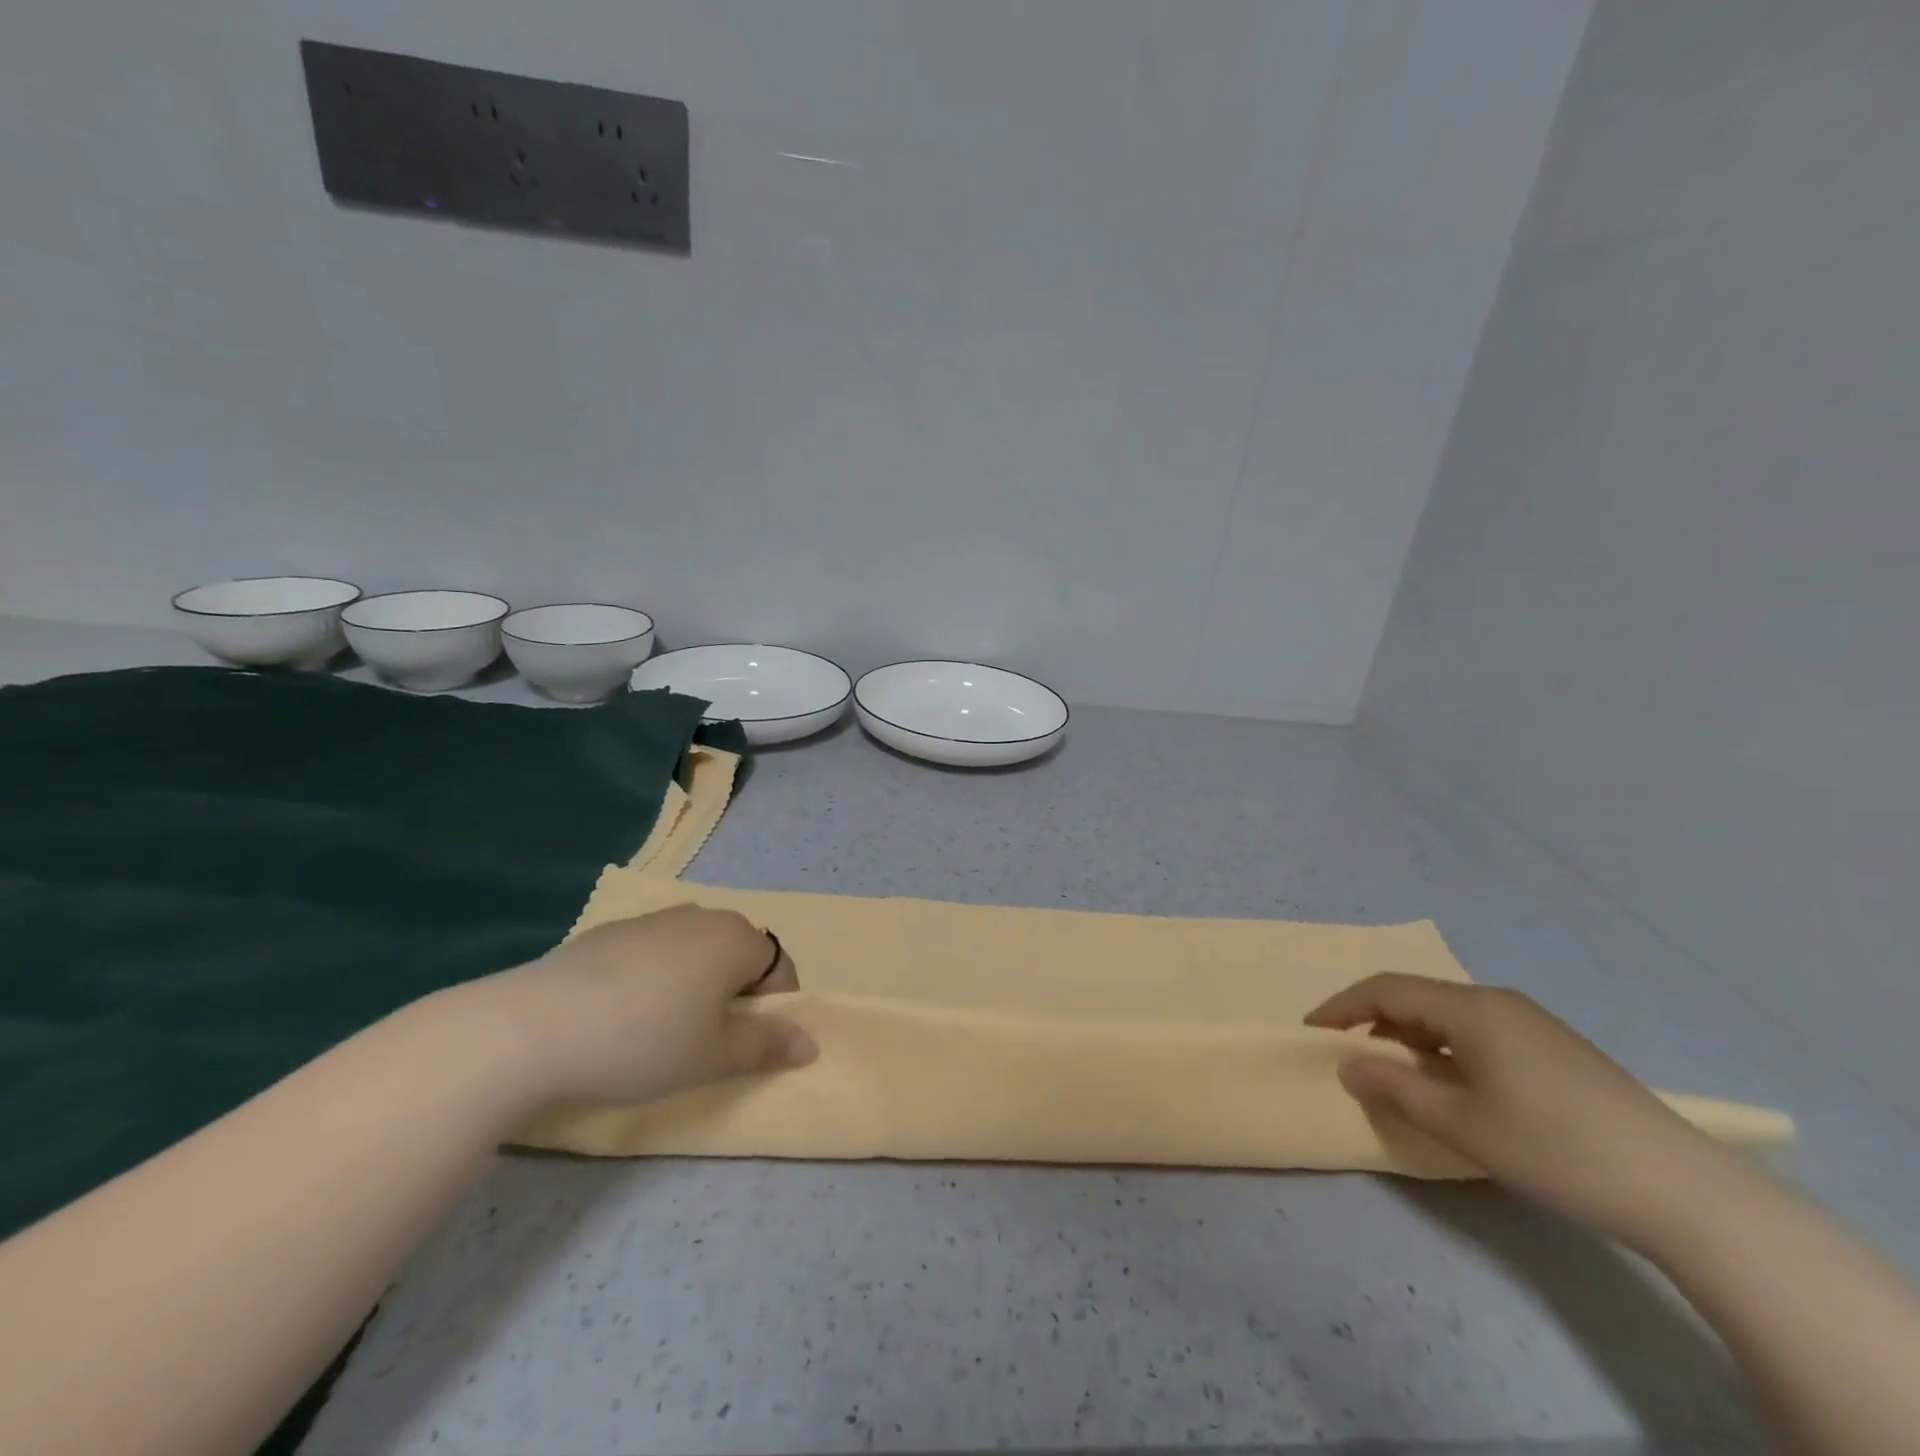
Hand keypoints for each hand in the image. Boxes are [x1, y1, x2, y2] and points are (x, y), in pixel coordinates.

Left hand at [463, 905, 814, 1109]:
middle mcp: (700, 916)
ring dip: (694, 985)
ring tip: (661, 1030)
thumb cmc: (645, 1041)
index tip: (745, 1045)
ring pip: (693, 952)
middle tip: (706, 1041)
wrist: (533, 1027)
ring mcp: (651, 919)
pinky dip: (653, 979)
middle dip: (734, 995)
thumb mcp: (714, 1056)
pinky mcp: (608, 932)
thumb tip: (810, 1043)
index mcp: (735, 938)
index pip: (779, 968)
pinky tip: (620, 1015)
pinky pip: (652, 953)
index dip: (773, 1008)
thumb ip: (767, 1046)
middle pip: (737, 954)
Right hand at [1305, 974, 1744, 1247]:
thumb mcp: (1462, 1124)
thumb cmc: (1555, 1147)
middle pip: (1416, 996)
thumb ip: (1396, 1088)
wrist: (1682, 1189)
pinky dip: (1445, 1047)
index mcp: (1471, 1008)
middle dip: (1373, 1020)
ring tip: (1395, 1072)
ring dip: (1410, 1035)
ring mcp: (1532, 1023)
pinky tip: (1454, 1083)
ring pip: (1448, 1014)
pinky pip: (1478, 1031)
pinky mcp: (1555, 1048)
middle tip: (1347, 1053)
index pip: (1385, 990)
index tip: (1311, 1032)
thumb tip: (1349, 1065)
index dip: (1341, 1007)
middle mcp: (1498, 1001)